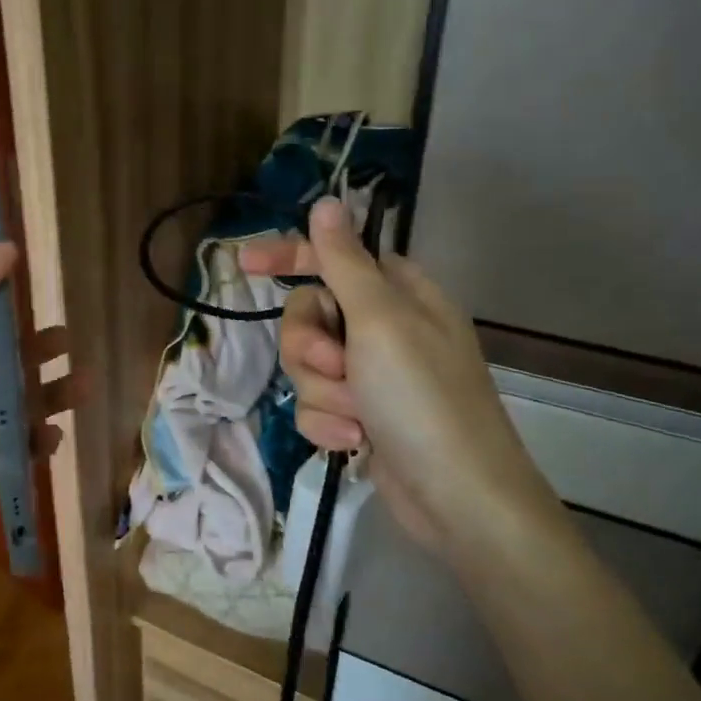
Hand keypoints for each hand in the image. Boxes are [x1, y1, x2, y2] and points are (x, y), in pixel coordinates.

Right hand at [241, 199, 560, 553]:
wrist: (457, 498)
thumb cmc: (422, 398)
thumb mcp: (380, 320)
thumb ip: (345, 261)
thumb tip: (328, 202)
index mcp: (399, 294)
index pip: (332, 257)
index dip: (289, 256)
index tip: (244, 264)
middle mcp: (384, 329)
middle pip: (309, 316)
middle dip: (310, 347)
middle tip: (336, 366)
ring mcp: (372, 376)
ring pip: (307, 366)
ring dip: (323, 393)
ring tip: (357, 416)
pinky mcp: (360, 416)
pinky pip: (317, 405)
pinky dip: (330, 424)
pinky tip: (357, 443)